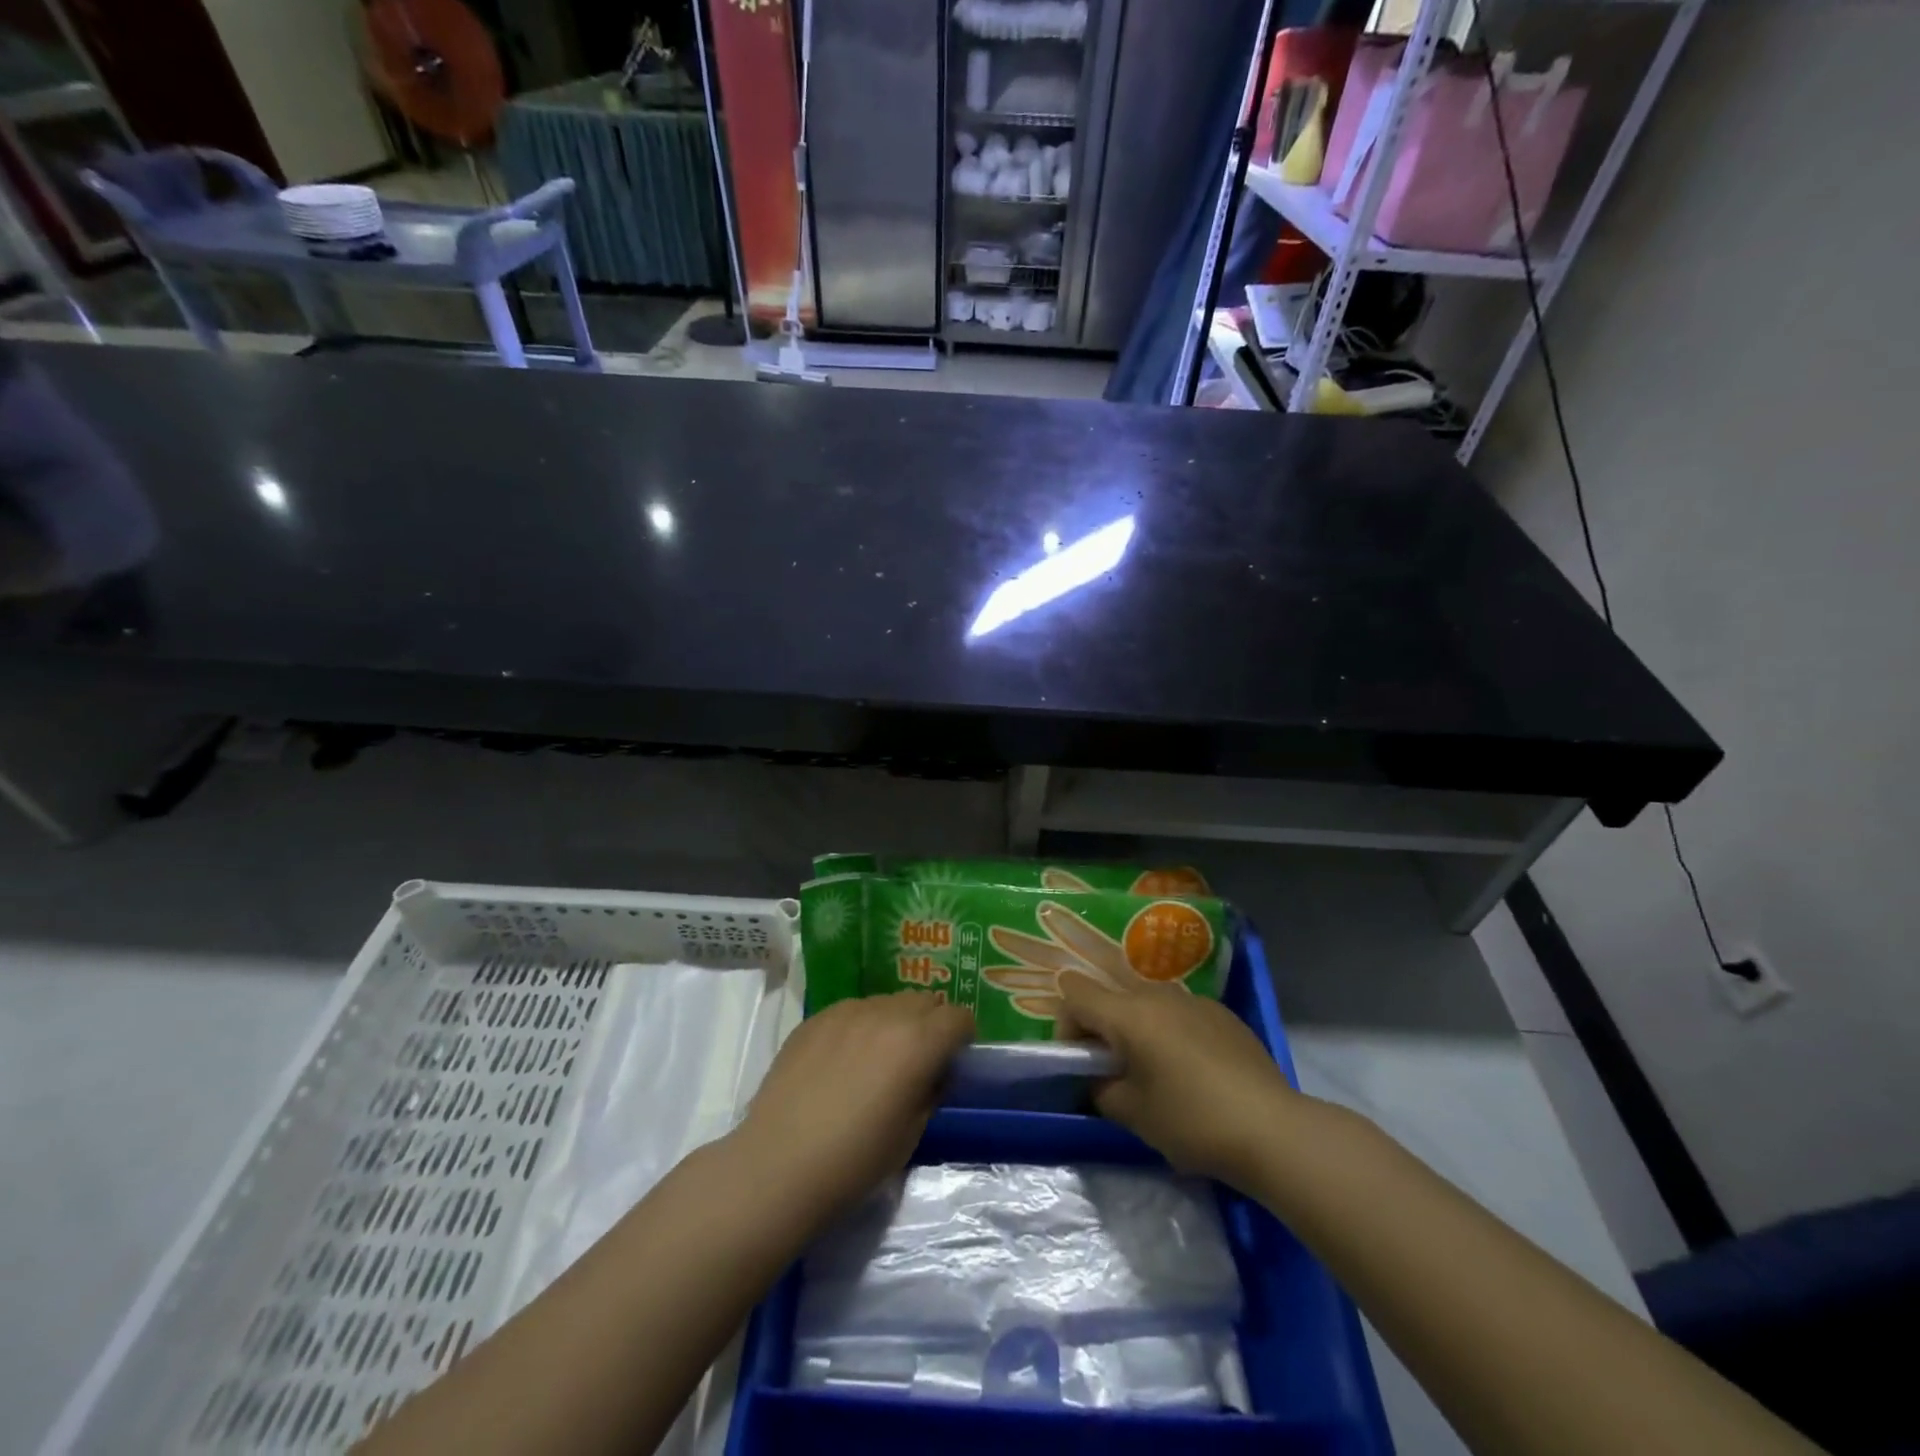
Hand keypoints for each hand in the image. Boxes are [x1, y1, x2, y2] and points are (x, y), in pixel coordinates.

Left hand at [734, 992, 973, 1221]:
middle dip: (930, 1023)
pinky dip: (859, 1026)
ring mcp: (847, 1011)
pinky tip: (842, 1061)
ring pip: (887, 1001)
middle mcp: (886, 1014)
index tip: (952, 1059)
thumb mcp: (912, 1133)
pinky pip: (852, 1010)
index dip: (961, 1036)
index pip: (958, 1016)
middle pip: (924, 1000)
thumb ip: (932, 1090)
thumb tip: (935, 1070)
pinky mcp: (816, 1017)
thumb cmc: (855, 1161)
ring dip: (895, 1021)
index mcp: (918, 1042)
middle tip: (918, 1059)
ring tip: (877, 1058)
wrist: (779, 1164)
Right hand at [1056, 970, 1296, 1187]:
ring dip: (1138, 1030)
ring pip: (1147, 1004)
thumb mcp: (1133, 1114)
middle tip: (1114, 1071)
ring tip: (1155, 1072)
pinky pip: (1180, 1013)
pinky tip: (1193, 1073)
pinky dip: (1171, 1033)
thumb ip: (1101, 1089)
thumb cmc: (1193, 1121)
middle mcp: (1157, 994)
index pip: (1075, 992)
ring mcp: (1194, 1000)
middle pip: (1112, 996)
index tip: (1080, 1061)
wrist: (1273, 1129)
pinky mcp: (1222, 1014)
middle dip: (1102, 1028)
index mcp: (1128, 1014)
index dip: (1066, 1024)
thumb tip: (1098, 1079)